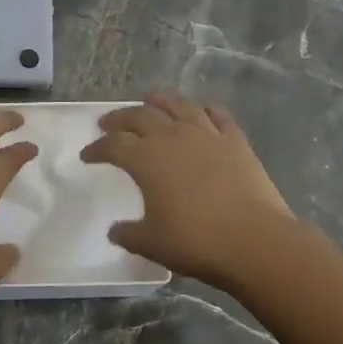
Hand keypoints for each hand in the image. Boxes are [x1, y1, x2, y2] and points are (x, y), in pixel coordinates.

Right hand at [81, 91, 294, 288]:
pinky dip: (205, 109)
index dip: (97, 148)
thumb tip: (115, 231)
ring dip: (160, 100)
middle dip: (120, 118)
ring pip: (178, 105)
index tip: (87, 155)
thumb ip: (129, 234)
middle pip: (140, 116)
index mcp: (146, 159)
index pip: (113, 145)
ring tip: (150, 98)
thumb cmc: (196, 242)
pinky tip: (201, 110)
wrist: (255, 240)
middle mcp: (173, 137)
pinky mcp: (236, 140)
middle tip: (108, 122)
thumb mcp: (152, 244)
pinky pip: (218, 115)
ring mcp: (207, 134)